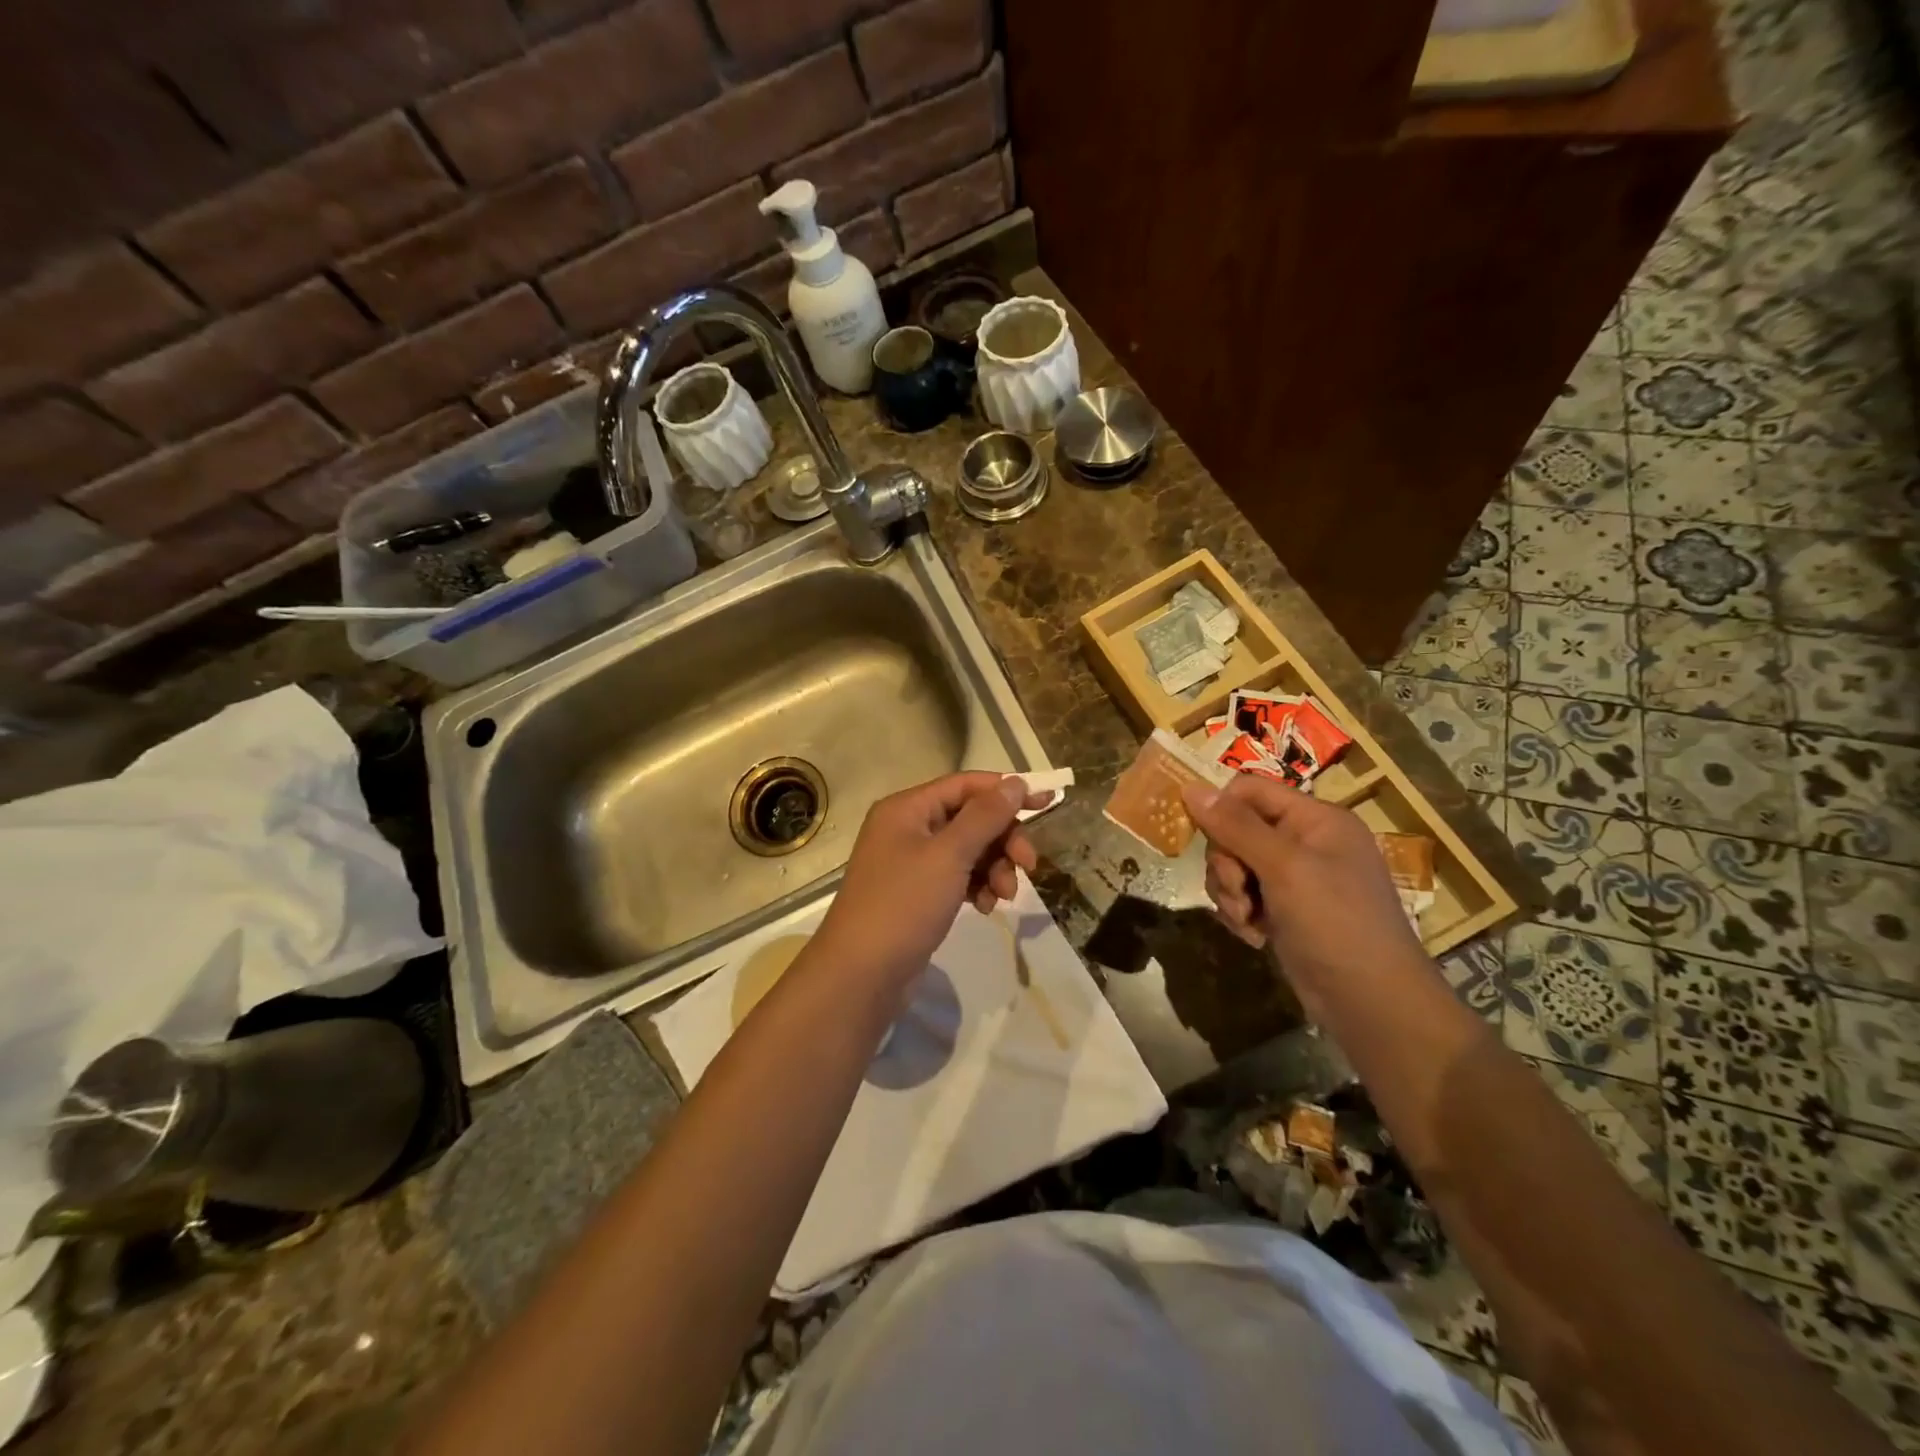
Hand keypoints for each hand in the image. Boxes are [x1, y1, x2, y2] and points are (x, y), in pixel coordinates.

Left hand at [813, 773, 1046, 988]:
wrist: (861, 975)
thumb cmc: (903, 905)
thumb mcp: (949, 856)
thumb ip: (984, 817)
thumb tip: (1014, 783)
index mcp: (907, 809)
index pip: (965, 785)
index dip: (1006, 791)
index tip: (1046, 803)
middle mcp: (907, 828)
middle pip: (970, 818)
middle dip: (1002, 840)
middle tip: (1029, 865)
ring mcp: (911, 863)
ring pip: (968, 850)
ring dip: (993, 867)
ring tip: (1004, 896)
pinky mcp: (918, 894)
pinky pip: (957, 877)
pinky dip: (977, 887)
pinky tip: (985, 908)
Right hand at [1182, 776, 1427, 1002]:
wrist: (1371, 1003)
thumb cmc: (1335, 923)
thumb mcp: (1284, 868)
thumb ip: (1236, 826)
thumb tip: (1189, 786)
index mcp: (1316, 819)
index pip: (1249, 790)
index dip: (1222, 810)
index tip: (1207, 841)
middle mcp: (1305, 841)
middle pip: (1235, 829)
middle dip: (1226, 863)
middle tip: (1240, 892)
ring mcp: (1294, 878)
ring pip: (1233, 865)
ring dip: (1230, 892)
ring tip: (1247, 920)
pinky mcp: (1284, 909)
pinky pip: (1242, 895)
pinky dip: (1240, 913)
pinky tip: (1254, 935)